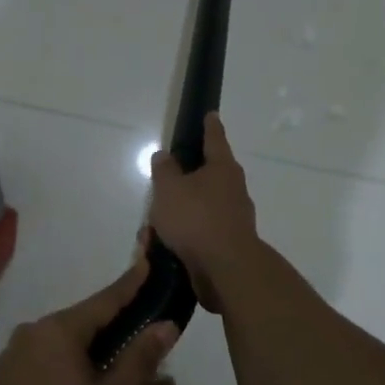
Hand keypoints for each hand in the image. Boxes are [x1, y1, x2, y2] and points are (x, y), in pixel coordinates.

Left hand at [0, 265, 177, 384]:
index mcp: (59, 331)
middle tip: (144, 329)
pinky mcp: (0, 381)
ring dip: (90, 350)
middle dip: (113, 324)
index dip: (131, 283)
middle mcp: (32, 333)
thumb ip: (136, 361)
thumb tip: (165, 324)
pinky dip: (67, 366)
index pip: (105, 299)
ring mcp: (11, 357)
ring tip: (118, 363)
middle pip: (82, 321)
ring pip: (62, 343)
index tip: (149, 261)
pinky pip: (44, 361)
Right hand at [148, 113, 260, 306]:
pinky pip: (199, 233)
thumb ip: (164, 170)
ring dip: (177, 216)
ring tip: (151, 229)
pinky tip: (161, 248)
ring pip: (199, 208)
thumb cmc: (196, 219)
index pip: (215, 138)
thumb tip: (165, 156)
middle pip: (206, 176)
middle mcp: (233, 190)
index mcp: (222, 168)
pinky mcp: (228, 244)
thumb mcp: (169, 189)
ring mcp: (233, 218)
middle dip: (182, 182)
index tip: (210, 114)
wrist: (226, 270)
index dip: (209, 125)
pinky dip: (181, 237)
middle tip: (162, 186)